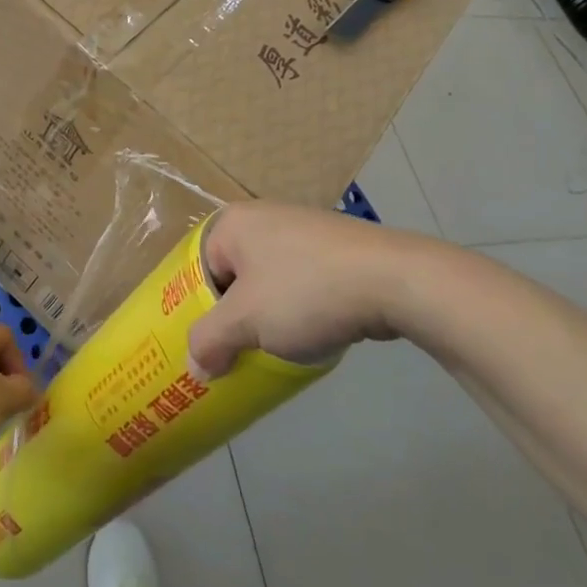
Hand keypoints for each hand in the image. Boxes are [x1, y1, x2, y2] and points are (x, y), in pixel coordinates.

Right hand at [187, 202, 435, 377]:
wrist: (394, 281)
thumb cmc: (305, 291)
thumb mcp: (246, 322)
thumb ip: (210, 342)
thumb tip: (195, 368)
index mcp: (233, 223)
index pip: (196, 268)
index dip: (193, 309)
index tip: (201, 345)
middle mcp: (264, 217)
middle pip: (232, 275)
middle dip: (231, 316)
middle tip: (229, 354)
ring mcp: (304, 230)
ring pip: (267, 281)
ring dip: (264, 316)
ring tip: (267, 351)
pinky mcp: (336, 249)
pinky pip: (300, 282)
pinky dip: (296, 309)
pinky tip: (307, 336)